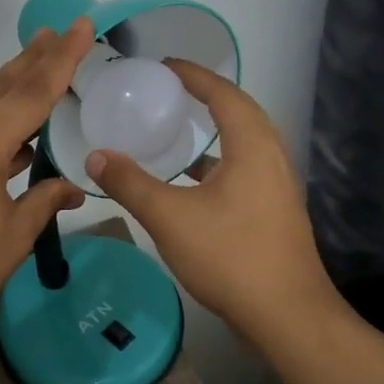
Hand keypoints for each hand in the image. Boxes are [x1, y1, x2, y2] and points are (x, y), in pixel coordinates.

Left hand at [0, 18, 92, 355]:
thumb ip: (45, 200)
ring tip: (36, 69)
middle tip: (57, 32)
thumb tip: (72, 186)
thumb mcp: (12, 237)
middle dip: (31, 59)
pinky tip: (3, 130)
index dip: (60, 58)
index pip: (31, 92)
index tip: (79, 25)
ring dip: (6, 87)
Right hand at [84, 60, 337, 343]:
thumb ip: (130, 183)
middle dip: (208, 96)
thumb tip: (96, 156)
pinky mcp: (275, 214)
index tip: (165, 65)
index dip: (194, 75)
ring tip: (181, 128)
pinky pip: (246, 169)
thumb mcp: (169, 217)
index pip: (224, 94)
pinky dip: (219, 161)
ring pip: (246, 143)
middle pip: (241, 112)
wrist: (287, 318)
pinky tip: (193, 181)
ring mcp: (278, 188)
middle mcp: (272, 158)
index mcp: (252, 147)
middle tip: (173, 90)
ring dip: (217, 129)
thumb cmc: (231, 256)